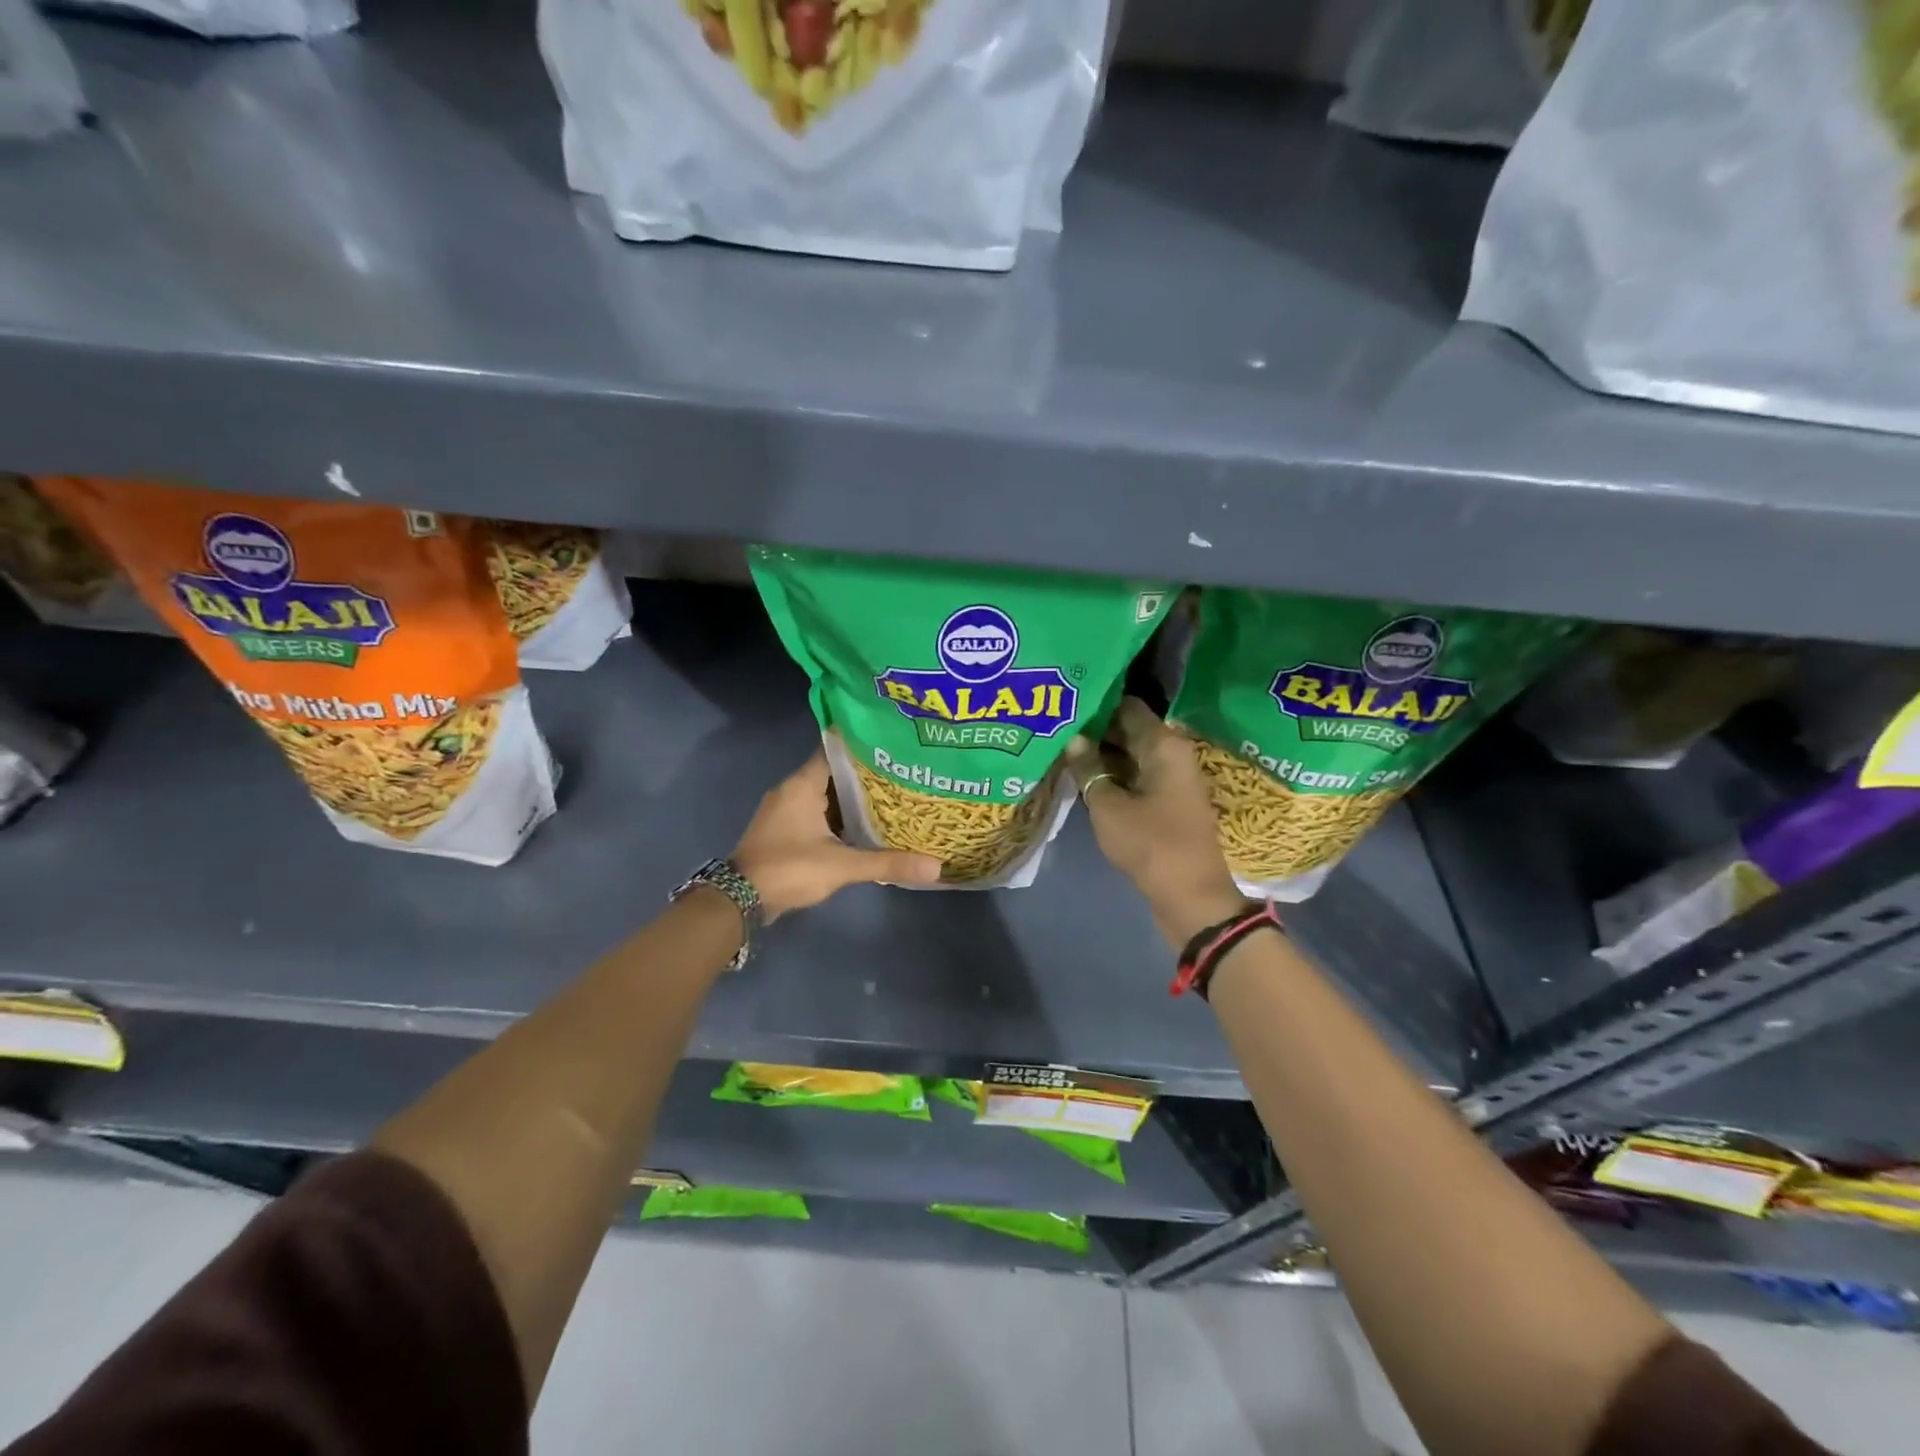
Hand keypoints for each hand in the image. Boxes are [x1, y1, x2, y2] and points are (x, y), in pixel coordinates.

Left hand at [733, 750, 940, 920]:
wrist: (739, 900)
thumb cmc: (789, 869)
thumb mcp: (842, 865)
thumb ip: (887, 862)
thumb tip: (935, 867)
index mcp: (802, 784)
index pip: (836, 750)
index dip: (865, 746)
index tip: (894, 744)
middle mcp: (792, 789)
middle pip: (834, 772)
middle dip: (866, 774)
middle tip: (903, 772)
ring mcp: (785, 810)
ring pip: (826, 794)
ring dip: (853, 798)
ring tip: (892, 796)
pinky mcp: (784, 829)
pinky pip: (817, 812)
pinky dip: (839, 816)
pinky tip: (865, 825)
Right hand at [1064, 698, 1249, 947]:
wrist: (1191, 897)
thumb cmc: (1150, 844)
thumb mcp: (1108, 807)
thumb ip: (1088, 769)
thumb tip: (1073, 739)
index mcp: (1163, 744)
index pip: (1126, 706)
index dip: (1095, 701)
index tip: (1064, 700)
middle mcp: (1171, 753)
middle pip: (1128, 728)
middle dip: (1093, 728)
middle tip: (1055, 724)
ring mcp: (1171, 778)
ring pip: (1129, 754)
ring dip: (1100, 753)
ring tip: (1060, 746)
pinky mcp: (1166, 801)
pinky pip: (1135, 776)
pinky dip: (1111, 774)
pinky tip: (1081, 775)